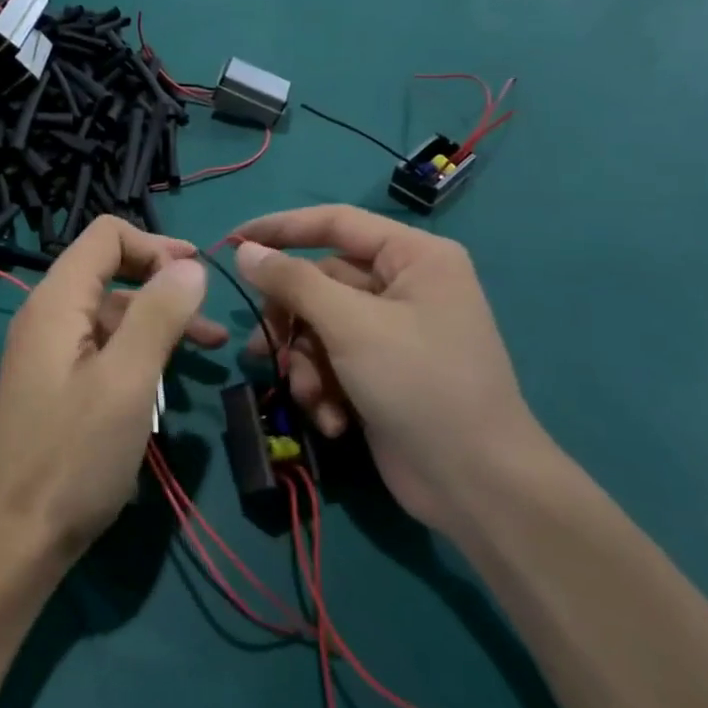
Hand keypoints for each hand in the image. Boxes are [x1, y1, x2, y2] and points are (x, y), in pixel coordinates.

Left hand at [0, 216, 226, 563]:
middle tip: (211, 313)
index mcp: (57, 301)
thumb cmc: (75, 454)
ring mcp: (51, 351)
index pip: (105, 236)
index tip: (197, 275)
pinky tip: (171, 374)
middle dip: (163, 283)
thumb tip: (190, 266)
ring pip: (112, 313)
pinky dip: (140, 350)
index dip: (155, 245)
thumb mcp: (127, 380)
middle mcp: (48, 316)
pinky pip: (104, 347)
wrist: (18, 536)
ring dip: (160, 320)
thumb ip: (159, 314)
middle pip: (110, 271)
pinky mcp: (58, 383)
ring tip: (212, 347)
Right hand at [230, 205, 545, 531]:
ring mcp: (392, 332)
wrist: (476, 485)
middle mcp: (404, 286)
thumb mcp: (350, 325)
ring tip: (308, 395)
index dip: (280, 228)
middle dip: (293, 323)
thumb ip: (293, 282)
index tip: (232, 241)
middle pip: (319, 282)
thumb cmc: (420, 384)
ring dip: (305, 363)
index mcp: (413, 257)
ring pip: (319, 327)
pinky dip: (323, 387)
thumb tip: (244, 249)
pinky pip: (333, 361)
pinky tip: (332, 419)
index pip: (334, 222)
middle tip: (266, 347)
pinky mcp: (381, 372)